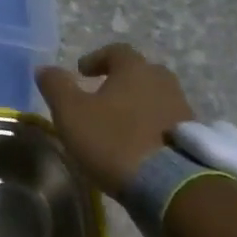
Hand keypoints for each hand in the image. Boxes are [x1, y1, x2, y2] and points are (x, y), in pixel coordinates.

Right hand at [36, 44, 195, 194]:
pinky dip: (150, 126)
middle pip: (140, 72)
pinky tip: (137, 145)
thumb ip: (56, 86)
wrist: (169, 185)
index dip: (97, 58)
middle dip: (120, 81)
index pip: (116, 51)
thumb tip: (44, 68)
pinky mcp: (191, 137)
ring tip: (119, 124)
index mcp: (135, 69)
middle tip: (102, 97)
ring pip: (155, 97)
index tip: (82, 72)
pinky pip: (166, 121)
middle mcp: (163, 81)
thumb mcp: (71, 113)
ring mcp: (181, 108)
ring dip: (137, 105)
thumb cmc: (114, 140)